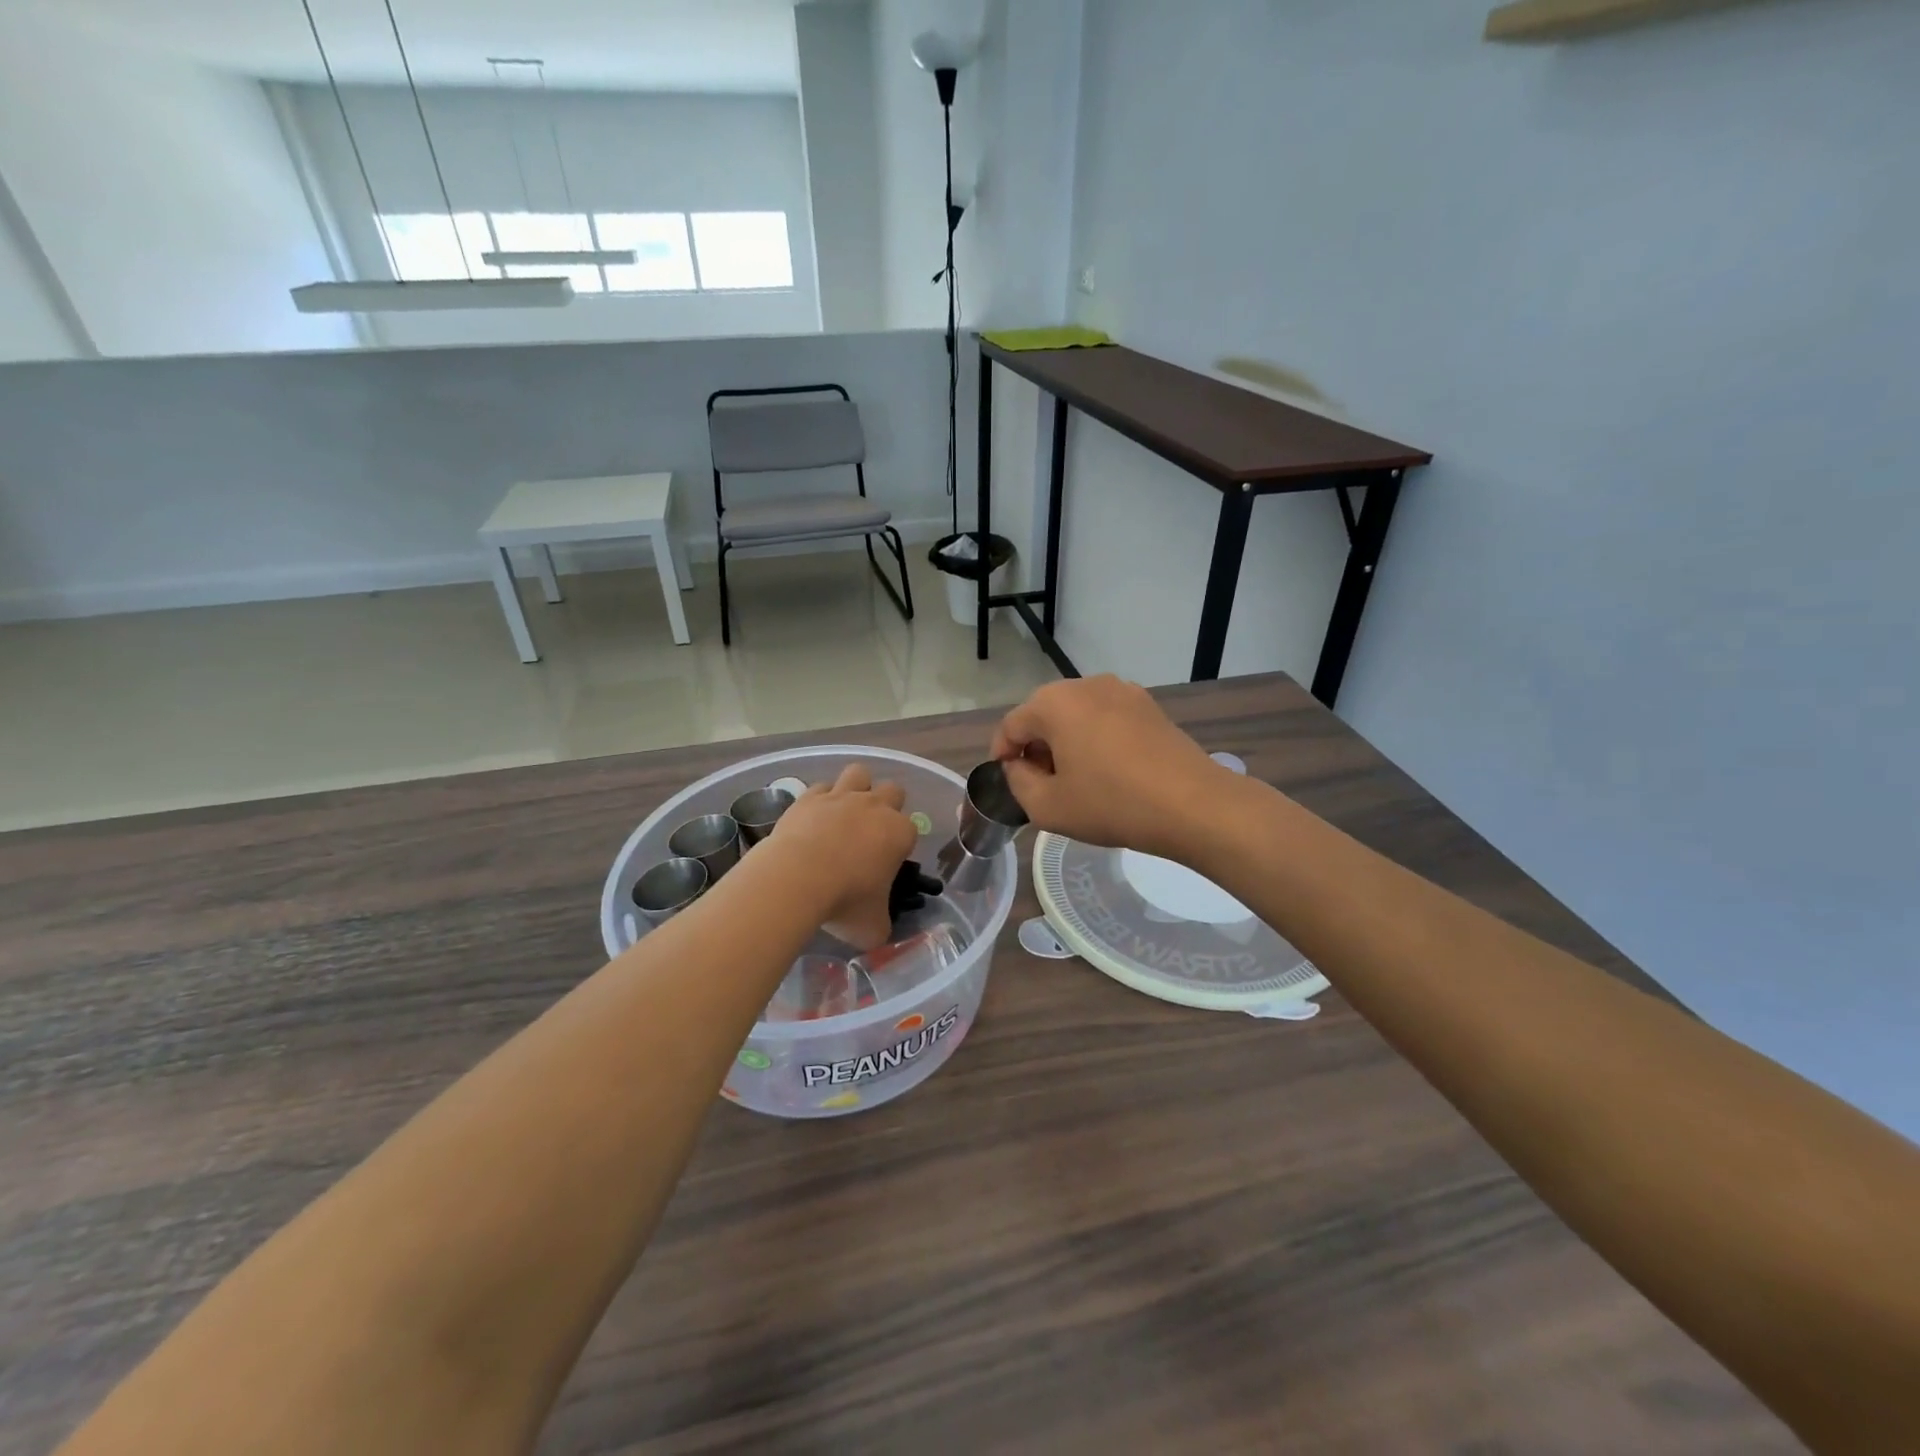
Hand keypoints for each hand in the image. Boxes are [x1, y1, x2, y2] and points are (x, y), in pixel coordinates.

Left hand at [763, 764, 918, 948]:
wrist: (797, 879)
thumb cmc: (845, 902)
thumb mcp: (873, 927)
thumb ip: (882, 924)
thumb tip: (878, 929)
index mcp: (900, 833)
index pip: (911, 830)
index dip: (901, 845)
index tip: (887, 864)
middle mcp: (876, 807)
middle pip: (893, 790)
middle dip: (887, 806)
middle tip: (871, 833)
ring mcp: (842, 797)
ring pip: (859, 773)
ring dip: (857, 788)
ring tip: (846, 812)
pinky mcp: (810, 797)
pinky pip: (821, 787)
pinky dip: (820, 799)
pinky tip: (814, 817)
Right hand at [991, 676, 1233, 861]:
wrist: (1193, 804)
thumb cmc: (1112, 804)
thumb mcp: (1047, 807)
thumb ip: (1017, 782)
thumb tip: (1018, 766)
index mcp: (1054, 703)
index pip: (1011, 725)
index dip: (1001, 754)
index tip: (1007, 781)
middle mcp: (1085, 685)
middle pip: (1043, 714)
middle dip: (1034, 746)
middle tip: (1040, 783)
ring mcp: (1122, 690)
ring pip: (1076, 714)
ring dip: (1065, 741)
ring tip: (1074, 778)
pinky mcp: (1148, 705)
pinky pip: (1105, 717)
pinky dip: (1094, 738)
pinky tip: (1106, 770)